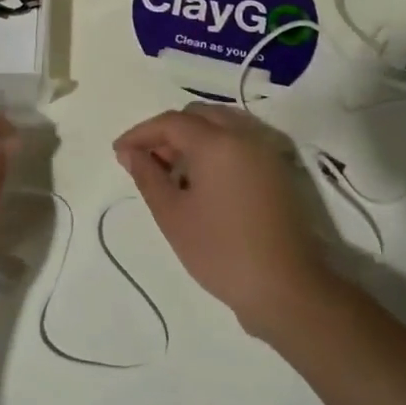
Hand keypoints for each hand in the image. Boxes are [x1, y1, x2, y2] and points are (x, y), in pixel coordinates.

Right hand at [113, 103, 329, 339]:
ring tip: (174, 170)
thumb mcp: (172, 215)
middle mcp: (245, 136)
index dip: (140, 133)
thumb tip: (129, 152)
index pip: (171, 122)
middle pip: (199, 115)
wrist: (286, 289)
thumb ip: (147, 175)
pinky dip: (216, 147)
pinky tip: (203, 179)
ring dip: (194, 136)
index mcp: (217, 143)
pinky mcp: (279, 170)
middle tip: (148, 160)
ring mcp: (267, 152)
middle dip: (169, 131)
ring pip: (223, 124)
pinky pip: (241, 141)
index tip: (119, 152)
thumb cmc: (220, 251)